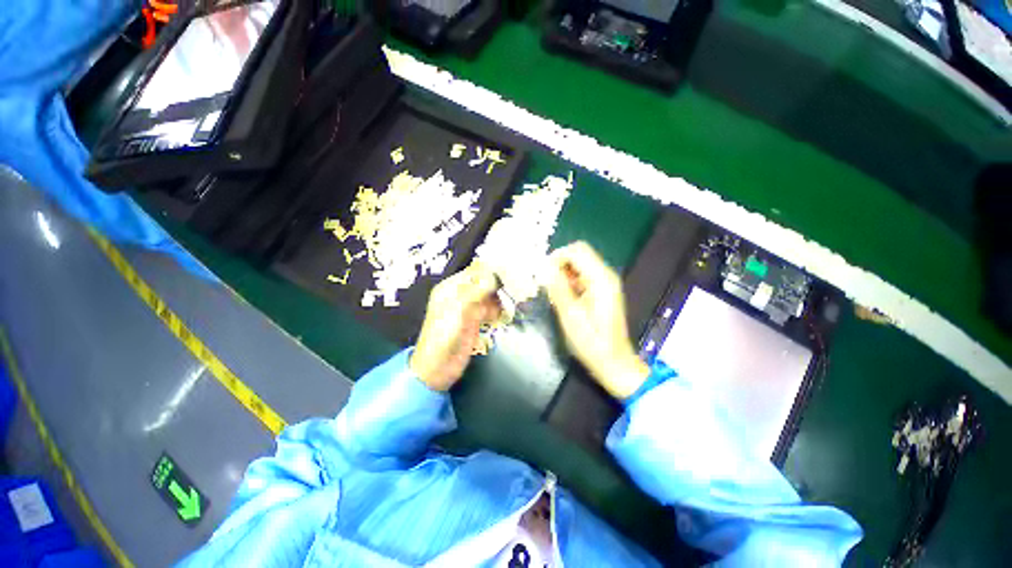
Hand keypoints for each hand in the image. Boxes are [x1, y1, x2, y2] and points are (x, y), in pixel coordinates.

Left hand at [411, 263, 500, 390]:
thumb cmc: (443, 337)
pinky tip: (505, 314)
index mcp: (450, 288)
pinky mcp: (476, 321)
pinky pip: (491, 309)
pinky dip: (499, 310)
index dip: (490, 271)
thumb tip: (493, 275)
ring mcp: (469, 308)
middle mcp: (460, 295)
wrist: (438, 368)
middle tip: (515, 286)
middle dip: (498, 284)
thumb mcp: (458, 311)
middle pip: (483, 282)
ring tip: (512, 301)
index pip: (473, 272)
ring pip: (489, 296)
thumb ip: (475, 291)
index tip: (509, 271)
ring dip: (500, 298)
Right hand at [545, 242, 649, 399]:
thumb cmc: (592, 343)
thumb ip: (558, 289)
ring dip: (563, 273)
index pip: (577, 250)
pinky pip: (582, 276)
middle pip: (579, 254)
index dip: (557, 256)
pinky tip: (563, 297)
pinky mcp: (602, 291)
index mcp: (601, 279)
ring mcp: (605, 283)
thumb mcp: (571, 317)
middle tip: (546, 283)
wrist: (614, 362)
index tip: (542, 273)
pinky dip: (569, 281)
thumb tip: (545, 267)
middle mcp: (606, 276)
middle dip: (559, 264)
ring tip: (553, 293)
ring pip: (579, 264)